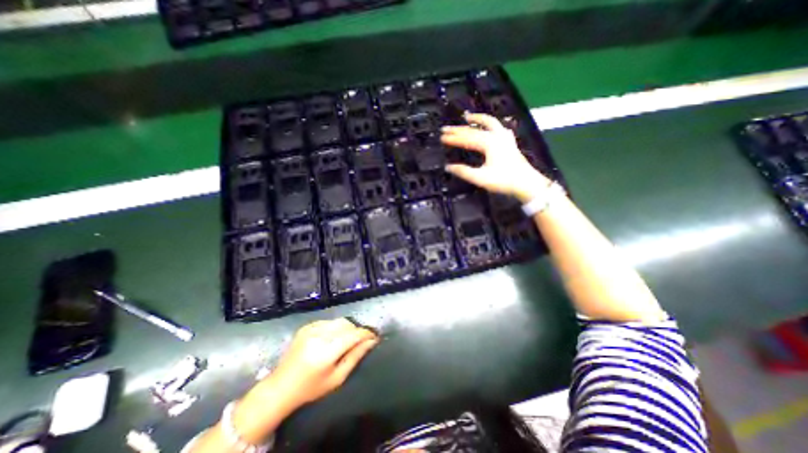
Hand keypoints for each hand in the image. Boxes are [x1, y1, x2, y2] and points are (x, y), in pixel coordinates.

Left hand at [266, 319, 378, 410]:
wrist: (281, 387)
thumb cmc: (311, 388)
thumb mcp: (337, 378)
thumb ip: (356, 357)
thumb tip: (372, 341)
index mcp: (326, 352)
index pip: (353, 335)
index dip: (366, 333)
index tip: (375, 336)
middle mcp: (318, 336)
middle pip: (347, 324)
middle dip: (356, 331)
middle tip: (360, 341)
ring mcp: (310, 329)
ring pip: (339, 321)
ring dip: (347, 328)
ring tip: (346, 340)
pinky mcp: (306, 326)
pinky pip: (328, 321)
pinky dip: (335, 327)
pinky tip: (332, 339)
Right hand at [441, 113, 549, 202]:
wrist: (526, 183)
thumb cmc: (503, 180)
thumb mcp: (480, 178)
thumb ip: (463, 172)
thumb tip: (448, 167)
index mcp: (488, 144)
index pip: (466, 139)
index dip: (453, 138)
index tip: (441, 138)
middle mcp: (496, 136)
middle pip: (474, 130)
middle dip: (459, 129)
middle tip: (446, 128)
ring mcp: (504, 137)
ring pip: (489, 123)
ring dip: (477, 119)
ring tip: (467, 116)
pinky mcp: (509, 142)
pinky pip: (499, 128)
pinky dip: (491, 125)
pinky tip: (490, 127)